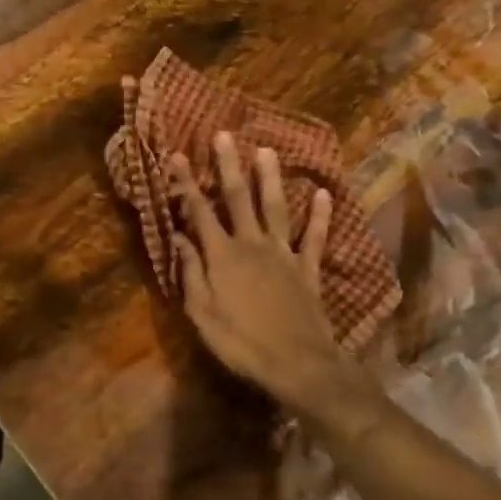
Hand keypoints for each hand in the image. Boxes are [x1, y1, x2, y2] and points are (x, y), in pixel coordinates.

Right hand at [172, 132, 346, 412]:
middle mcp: (252, 244)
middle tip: (224, 135)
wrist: (297, 364)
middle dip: (229, 166)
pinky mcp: (308, 268)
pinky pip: (315, 237)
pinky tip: (323, 194)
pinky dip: (320, 216)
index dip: (187, 184)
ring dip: (270, 178)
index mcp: (222, 256)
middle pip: (239, 199)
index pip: (200, 212)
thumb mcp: (202, 314)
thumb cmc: (241, 343)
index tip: (177, 156)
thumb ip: (191, 273)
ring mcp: (284, 254)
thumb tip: (178, 237)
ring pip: (276, 208)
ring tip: (267, 150)